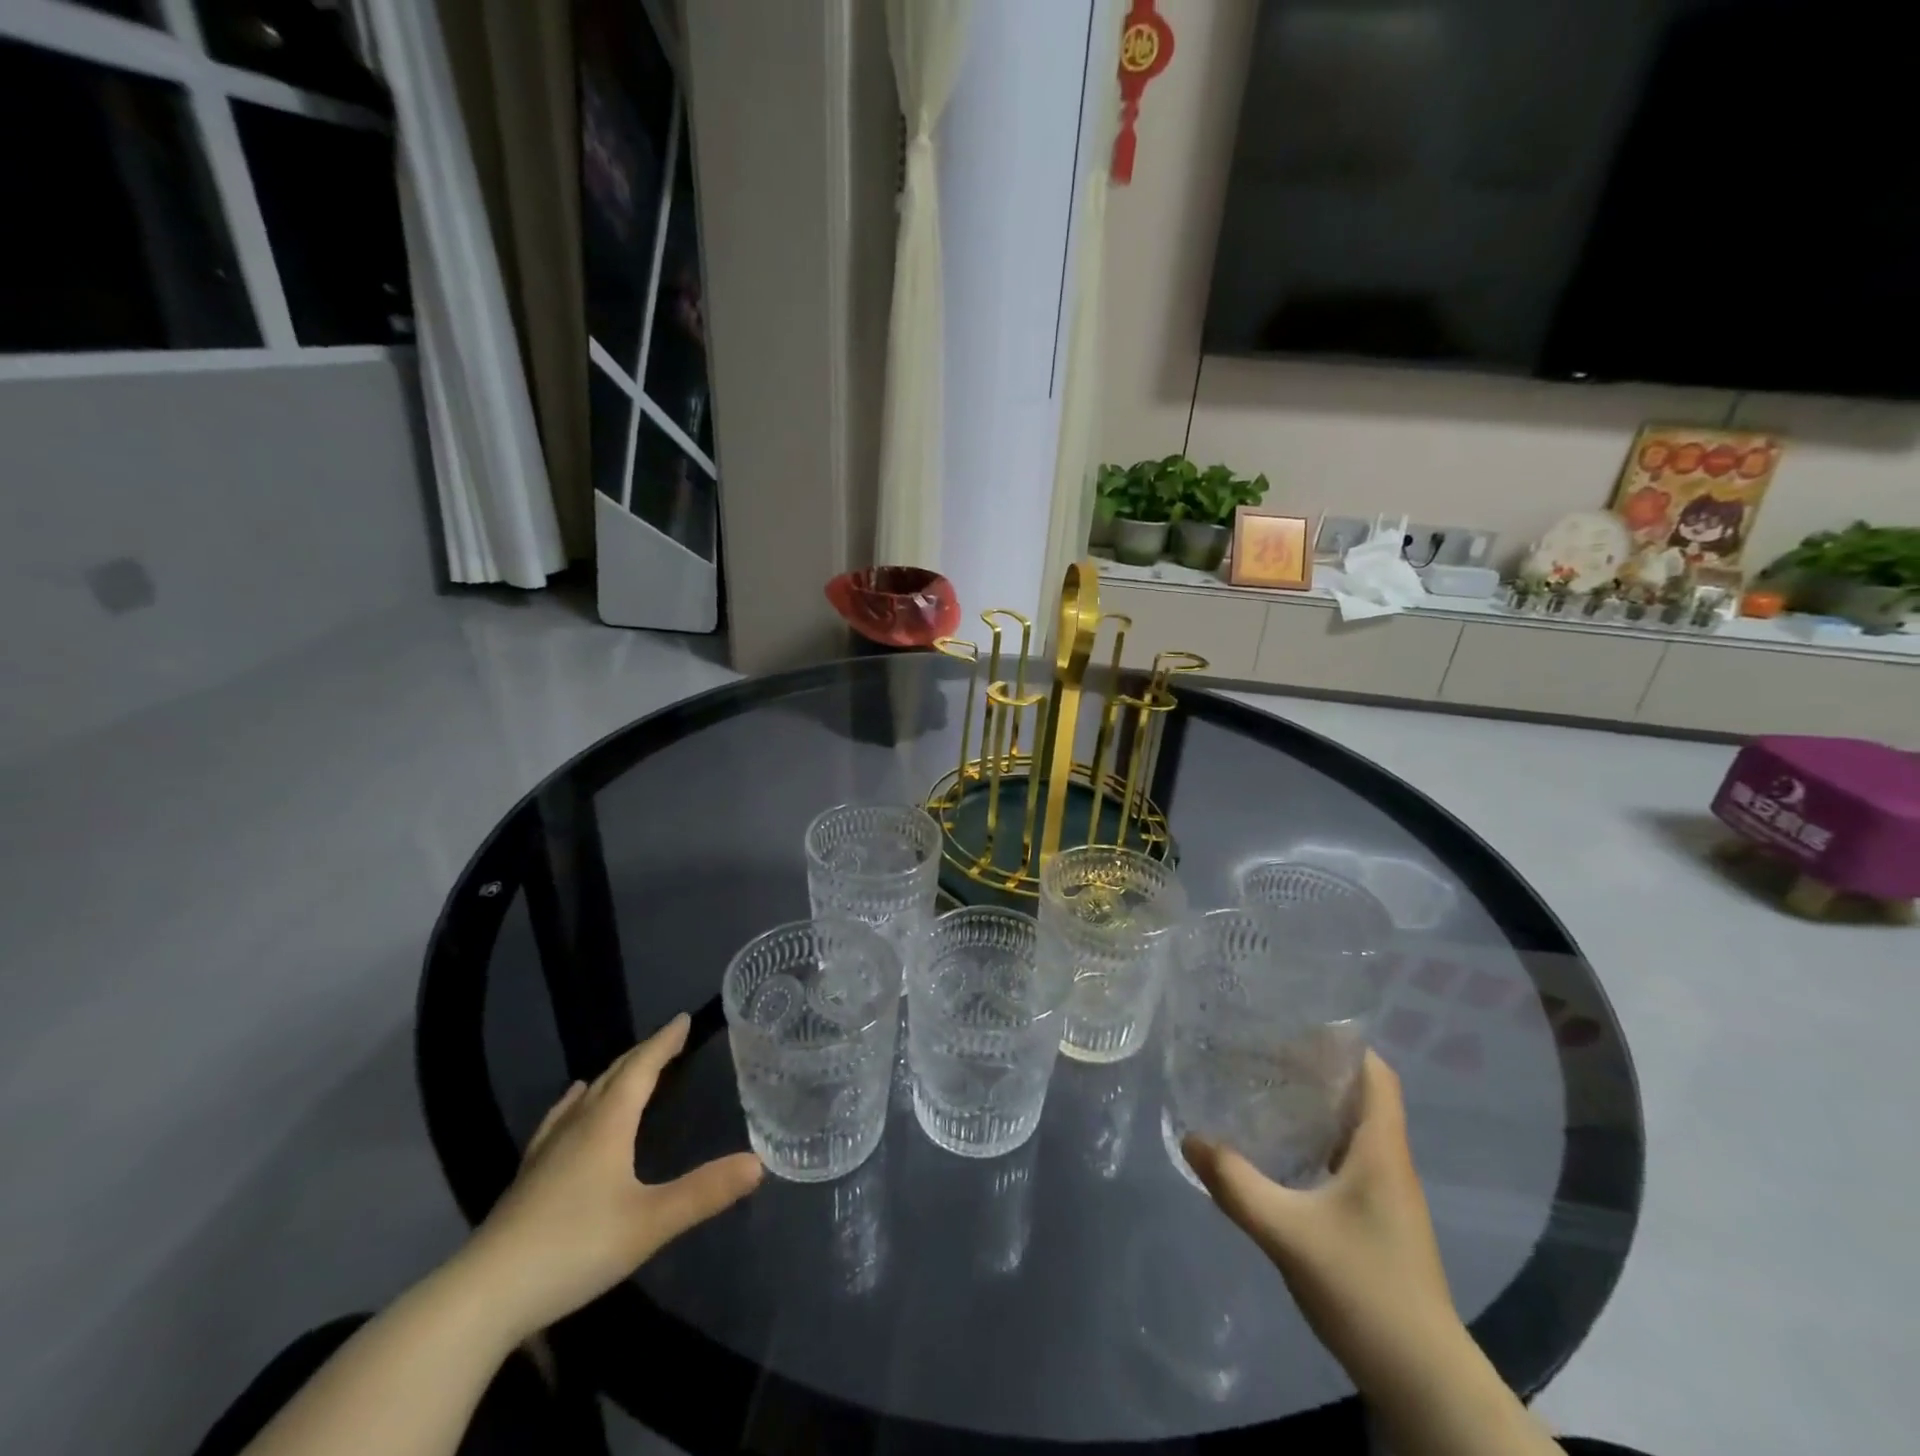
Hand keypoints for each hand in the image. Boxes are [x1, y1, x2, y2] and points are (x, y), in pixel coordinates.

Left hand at [456, 1014, 762, 1344]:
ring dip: (612, 1076)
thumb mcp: (650, 1222)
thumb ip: (704, 1192)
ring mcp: (547, 1150)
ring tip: (626, 1068)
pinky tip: (570, 1108)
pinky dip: (575, 1103)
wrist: (484, 1296)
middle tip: (666, 1041)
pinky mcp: (528, 1176)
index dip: (663, 1042)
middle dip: (642, 1054)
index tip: (682, 1020)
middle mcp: (577, 1124)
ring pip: (585, 1096)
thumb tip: (758, 1163)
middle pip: (613, 1075)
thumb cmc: (574, 1247)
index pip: (641, 1067)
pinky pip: (560, 1119)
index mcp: (608, 1123)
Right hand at [1182, 1051, 1456, 1392]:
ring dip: (1317, 1105)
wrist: (1423, 1381)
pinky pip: (1347, 1159)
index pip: (1376, 1075)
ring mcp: (1388, 1194)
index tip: (1295, 1025)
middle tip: (1264, 1051)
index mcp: (1382, 1150)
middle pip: (1362, 1095)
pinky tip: (1281, 1150)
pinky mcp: (1379, 1220)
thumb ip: (1236, 1185)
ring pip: (1353, 1128)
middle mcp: (1390, 1163)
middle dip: (1318, 1068)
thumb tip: (1190, 1138)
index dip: (1343, 1044)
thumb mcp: (1287, 1233)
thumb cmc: (1365, 1290)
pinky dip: (1317, 1140)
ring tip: (1265, 1088)